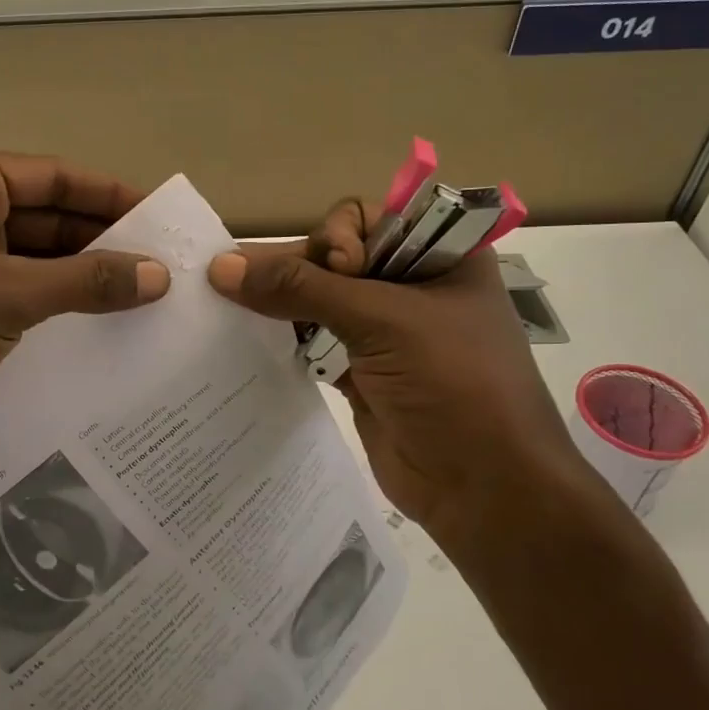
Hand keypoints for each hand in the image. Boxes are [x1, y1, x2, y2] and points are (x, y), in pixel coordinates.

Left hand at [0, 149, 168, 455]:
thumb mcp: (6, 295)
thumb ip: (86, 281)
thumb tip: (160, 276)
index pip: (53, 177)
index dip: (111, 196)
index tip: (163, 217)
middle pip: (45, 217)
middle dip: (101, 240)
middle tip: (163, 263)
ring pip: (32, 258)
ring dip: (80, 276)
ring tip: (143, 295)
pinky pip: (15, 292)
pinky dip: (53, 303)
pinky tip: (98, 323)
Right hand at [207, 200, 594, 548]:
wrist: (485, 490)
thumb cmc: (453, 384)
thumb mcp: (384, 322)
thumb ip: (303, 289)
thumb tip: (223, 267)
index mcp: (439, 257)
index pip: (368, 220)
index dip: (338, 237)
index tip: (338, 271)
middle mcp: (410, 286)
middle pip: (334, 258)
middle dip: (293, 266)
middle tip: (243, 282)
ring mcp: (384, 332)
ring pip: (318, 300)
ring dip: (279, 301)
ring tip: (226, 298)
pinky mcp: (360, 372)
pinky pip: (312, 341)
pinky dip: (282, 337)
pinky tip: (244, 332)